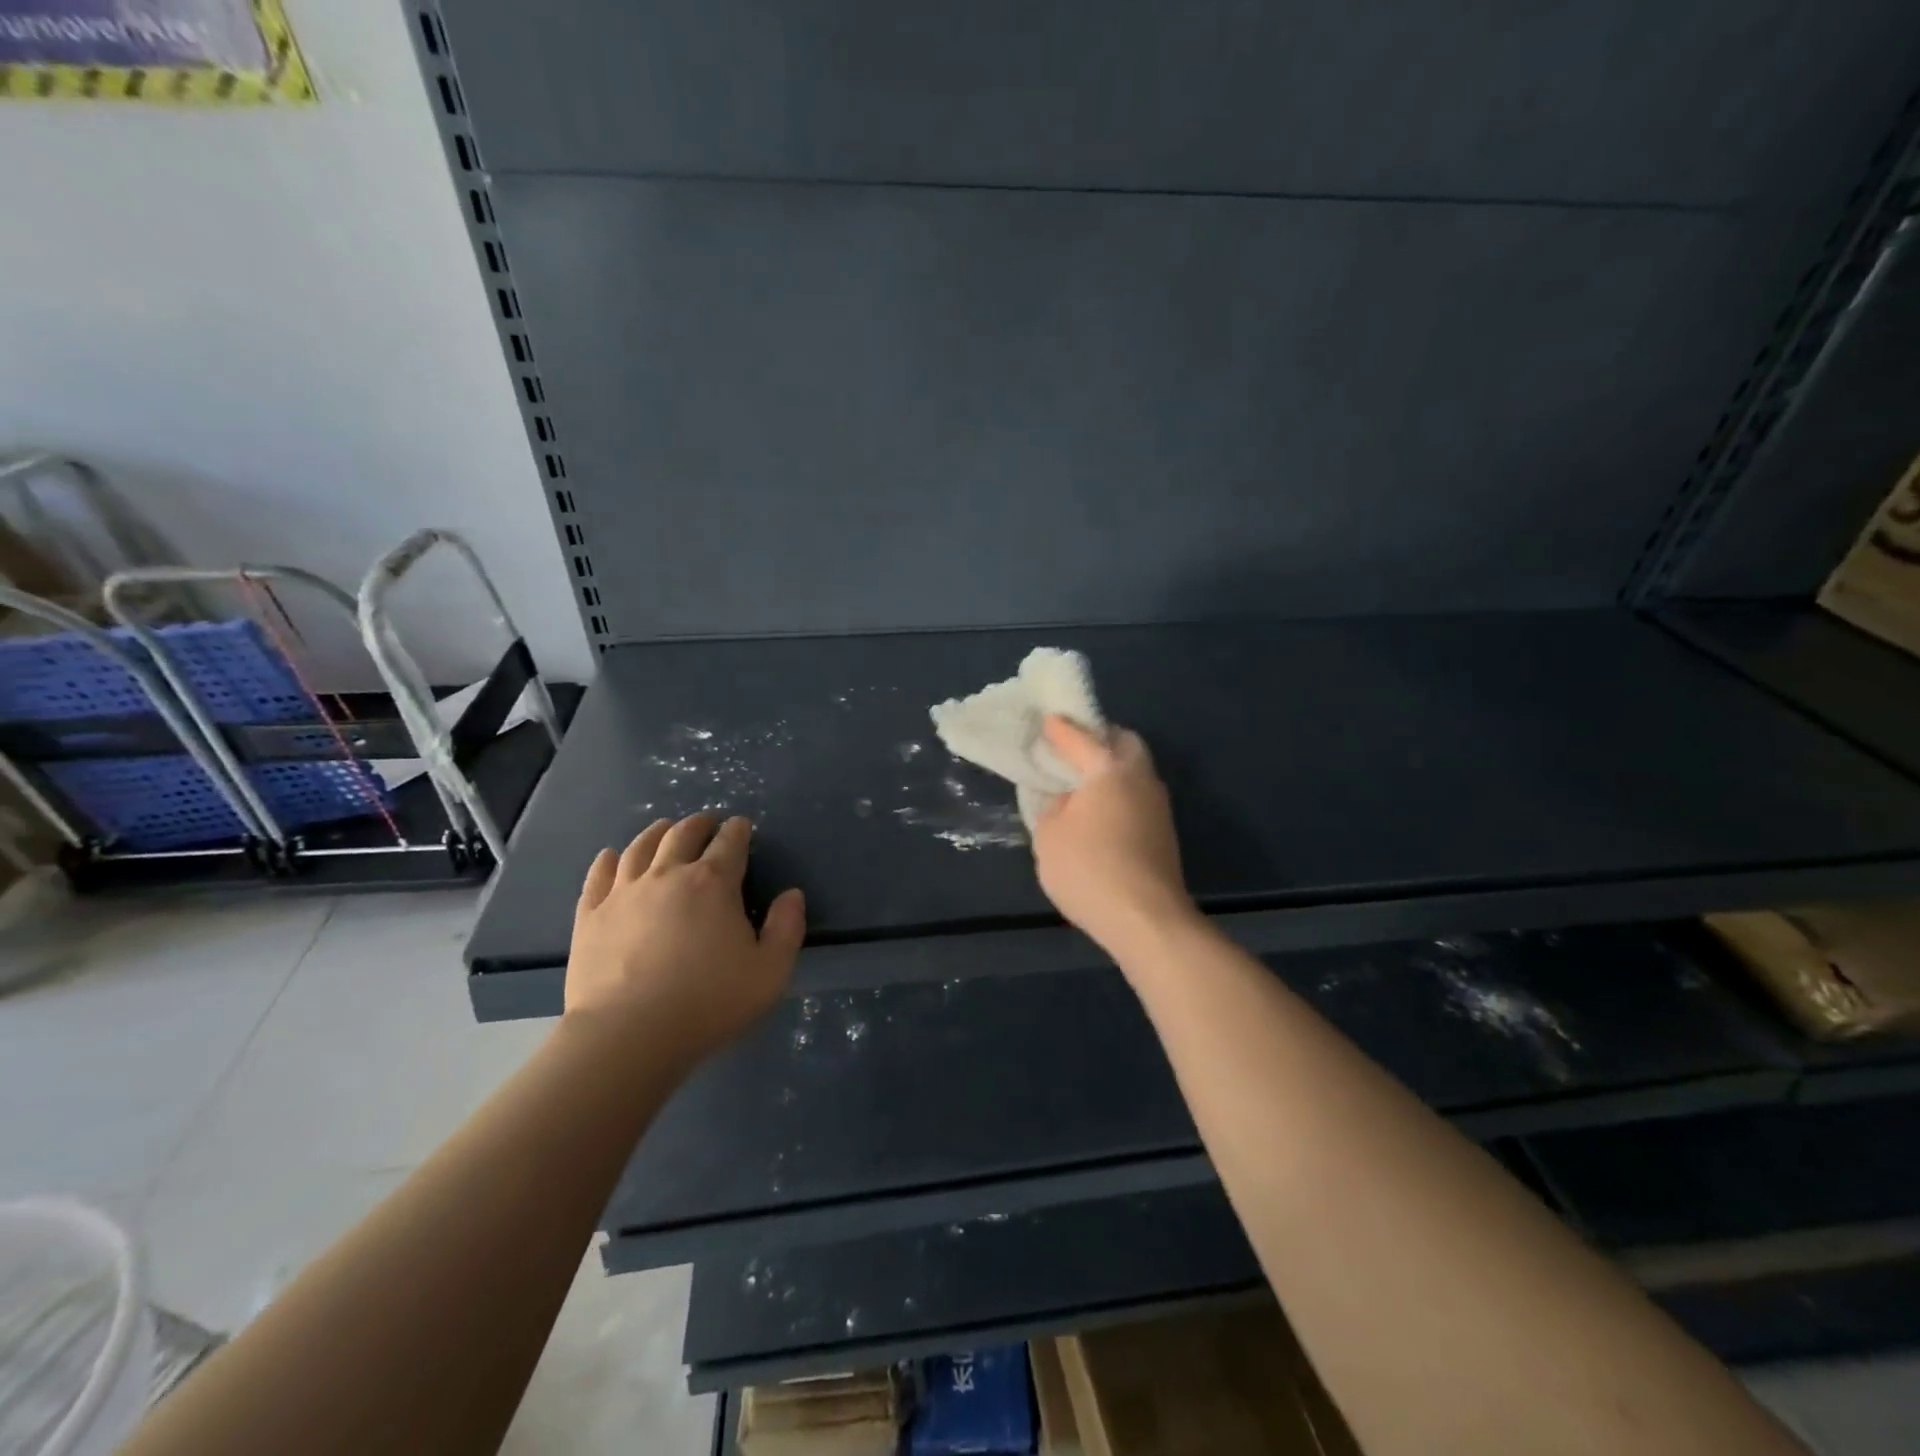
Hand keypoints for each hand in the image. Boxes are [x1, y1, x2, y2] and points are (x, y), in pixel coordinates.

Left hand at [564, 814, 804, 1064]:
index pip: (730, 842)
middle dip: (699, 824)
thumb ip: (787, 928)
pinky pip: (598, 875)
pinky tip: (610, 856)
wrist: (628, 1035)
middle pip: (683, 834)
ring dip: (657, 832)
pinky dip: (607, 860)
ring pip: (640, 847)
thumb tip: (792, 894)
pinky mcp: (591, 915)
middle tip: (707, 824)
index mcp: (713, 883)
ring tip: (664, 829)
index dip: (739, 830)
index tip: (743, 827)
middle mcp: (667, 874)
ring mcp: (624, 892)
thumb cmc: (708, 1002)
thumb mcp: (770, 971)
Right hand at [1032, 716, 1197, 957]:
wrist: (1146, 919)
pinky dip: (1118, 792)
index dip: (1060, 730)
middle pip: (1123, 743)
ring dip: (1111, 768)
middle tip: (1073, 747)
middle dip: (1099, 738)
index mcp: (1109, 768)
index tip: (1048, 721)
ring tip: (1082, 781)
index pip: (1081, 738)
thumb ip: (1052, 807)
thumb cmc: (1089, 869)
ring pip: (1135, 769)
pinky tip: (1099, 811)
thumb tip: (1067, 799)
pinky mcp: (1164, 831)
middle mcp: (1140, 777)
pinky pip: (1137, 795)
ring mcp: (1158, 804)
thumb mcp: (1049, 836)